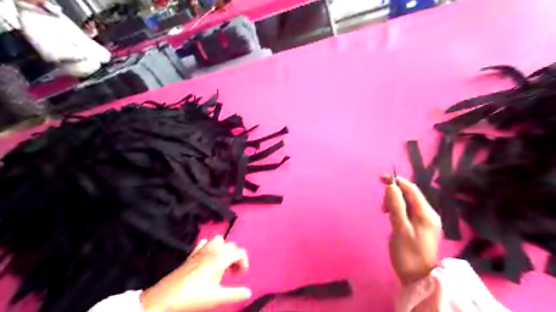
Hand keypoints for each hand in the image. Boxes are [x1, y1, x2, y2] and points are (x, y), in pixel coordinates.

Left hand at [140, 236, 250, 311]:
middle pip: (231, 245)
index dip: (244, 263)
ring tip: (221, 264)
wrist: (164, 299)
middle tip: (232, 273)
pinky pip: (204, 243)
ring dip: (223, 249)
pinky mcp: (191, 255)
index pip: (240, 252)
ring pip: (218, 240)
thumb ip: (236, 294)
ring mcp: (200, 251)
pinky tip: (207, 259)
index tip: (240, 277)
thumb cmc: (193, 298)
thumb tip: (249, 292)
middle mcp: (212, 251)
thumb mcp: (217, 298)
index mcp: (220, 259)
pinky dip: (209, 247)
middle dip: (235, 257)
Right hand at [380, 176, 440, 284]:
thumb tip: (391, 186)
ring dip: (394, 203)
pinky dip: (398, 211)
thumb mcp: (400, 229)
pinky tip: (393, 220)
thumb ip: (396, 206)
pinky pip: (407, 211)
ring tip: (386, 215)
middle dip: (394, 195)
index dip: (397, 181)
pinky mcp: (420, 226)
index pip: (411, 189)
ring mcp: (425, 220)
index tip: (381, 179)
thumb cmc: (408, 254)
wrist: (419, 278)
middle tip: (383, 209)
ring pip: (407, 203)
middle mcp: (428, 214)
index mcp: (426, 213)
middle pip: (409, 195)